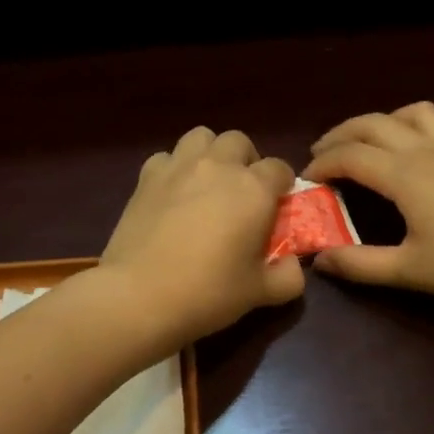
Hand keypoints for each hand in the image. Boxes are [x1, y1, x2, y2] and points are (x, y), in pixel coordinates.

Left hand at [99, 126, 304, 345]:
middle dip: (246, 161)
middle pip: (239, 142)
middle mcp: (218, 166)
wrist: (139, 296)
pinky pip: (166, 157)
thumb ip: (288, 277)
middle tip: (242, 194)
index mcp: (253, 188)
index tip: (277, 209)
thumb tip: (294, 266)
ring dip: (211, 154)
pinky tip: (173, 194)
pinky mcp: (145, 178)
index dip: (282, 186)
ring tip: (208, 183)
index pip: (279, 168)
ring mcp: (178, 167)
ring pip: (201, 137)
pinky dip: (174, 168)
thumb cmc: (208, 293)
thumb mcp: (260, 293)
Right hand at [303, 102, 433, 305]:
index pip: (351, 155)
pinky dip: (428, 131)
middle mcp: (427, 152)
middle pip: (375, 123)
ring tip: (371, 142)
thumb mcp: (408, 271)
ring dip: (385, 121)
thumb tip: (320, 261)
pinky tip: (426, 150)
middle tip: (322, 153)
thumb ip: (360, 264)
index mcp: (405, 175)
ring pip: (416, 113)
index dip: (323, 163)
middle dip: (342, 133)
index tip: (306, 180)